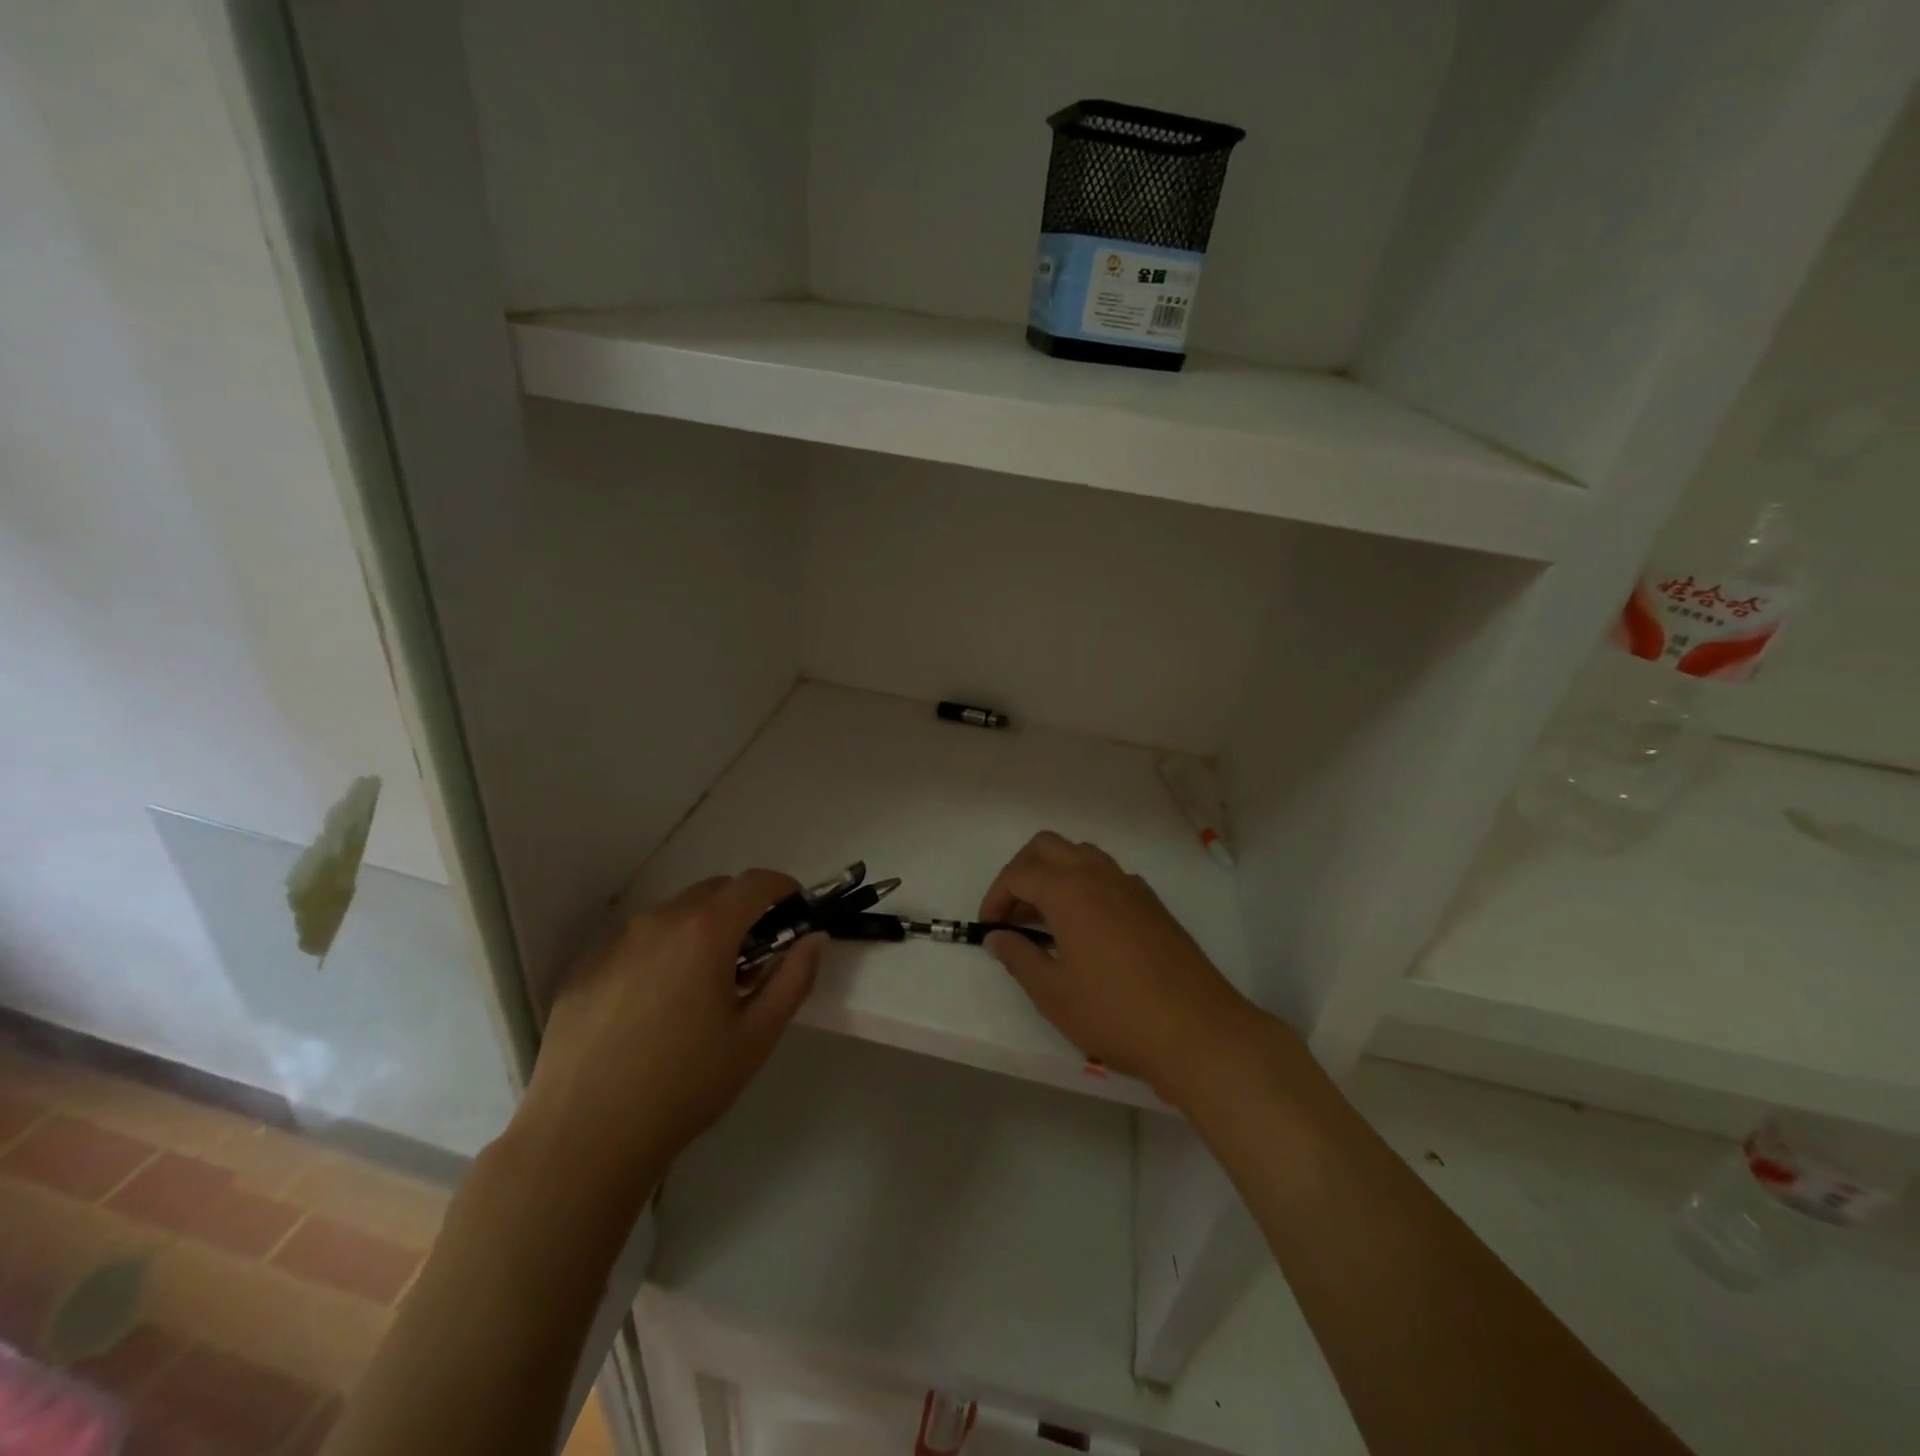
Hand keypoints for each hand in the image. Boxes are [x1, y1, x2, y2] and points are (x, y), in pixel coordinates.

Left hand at [518, 870, 821, 1200]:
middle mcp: (657, 922)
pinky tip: (652, 1008)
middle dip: (742, 910)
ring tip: (699, 988)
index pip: (755, 882)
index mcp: (704, 932)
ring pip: (672, 915)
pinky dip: (658, 954)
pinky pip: (634, 943)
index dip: (783, 888)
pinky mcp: (583, 969)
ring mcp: (614, 943)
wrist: (583, 1139)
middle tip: (752, 958)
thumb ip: (794, 978)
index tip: (795, 912)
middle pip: (713, 891)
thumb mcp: (756, 1036)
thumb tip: (814, 939)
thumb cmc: (684, 1087)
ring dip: (699, 931)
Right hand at [979, 832, 1268, 1103]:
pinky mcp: (1152, 904)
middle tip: (1011, 913)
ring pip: (1081, 855)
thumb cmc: (1116, 1014)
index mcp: (1069, 891)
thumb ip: (1019, 958)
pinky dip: (1086, 885)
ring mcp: (1130, 886)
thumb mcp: (1054, 994)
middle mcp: (1099, 876)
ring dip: (1055, 874)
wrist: (1198, 1031)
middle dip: (1021, 871)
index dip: (995, 897)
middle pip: (1047, 847)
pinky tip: (1086, 929)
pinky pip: (1108, 875)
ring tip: (1045, 919)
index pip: (1019, 874)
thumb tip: (997, 937)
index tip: (988, 929)